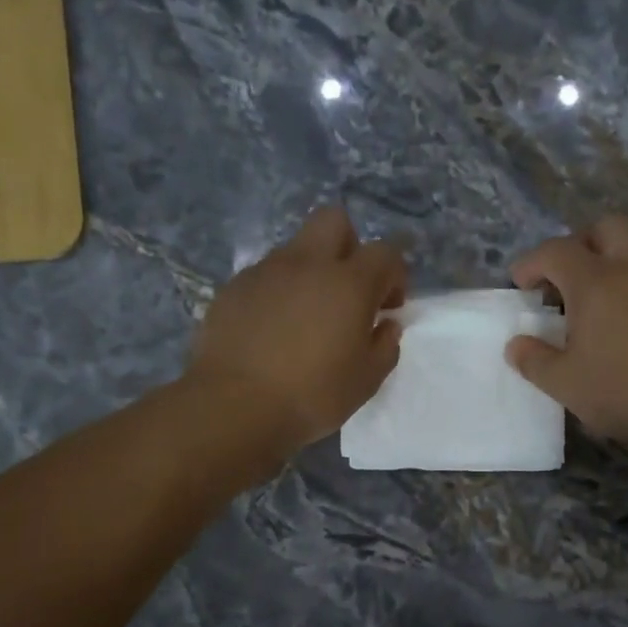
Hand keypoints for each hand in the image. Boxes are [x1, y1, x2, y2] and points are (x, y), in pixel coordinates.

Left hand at [188, 206, 406, 458]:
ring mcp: (265, 272)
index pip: (385, 252)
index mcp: (349, 283)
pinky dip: (276, 293)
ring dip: (309, 272)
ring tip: (304, 317)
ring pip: (295, 249)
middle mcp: (307, 264)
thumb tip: (385, 325)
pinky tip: (271, 330)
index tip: (388, 306)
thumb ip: (384, 346)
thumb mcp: (366, 381)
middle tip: (347, 289)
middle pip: (334, 220)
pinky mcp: (233, 288)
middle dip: (348, 246)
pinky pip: (264, 276)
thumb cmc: (312, 396)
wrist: (234, 406)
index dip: (394, 275)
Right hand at [506, 215, 627, 449]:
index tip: (520, 286)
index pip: (555, 251)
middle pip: (603, 228)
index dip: (531, 263)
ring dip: (608, 260)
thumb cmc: (622, 391)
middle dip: (577, 245)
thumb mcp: (564, 384)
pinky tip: (623, 318)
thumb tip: (517, 345)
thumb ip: (534, 360)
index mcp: (596, 282)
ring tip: (593, 299)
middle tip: (562, 280)